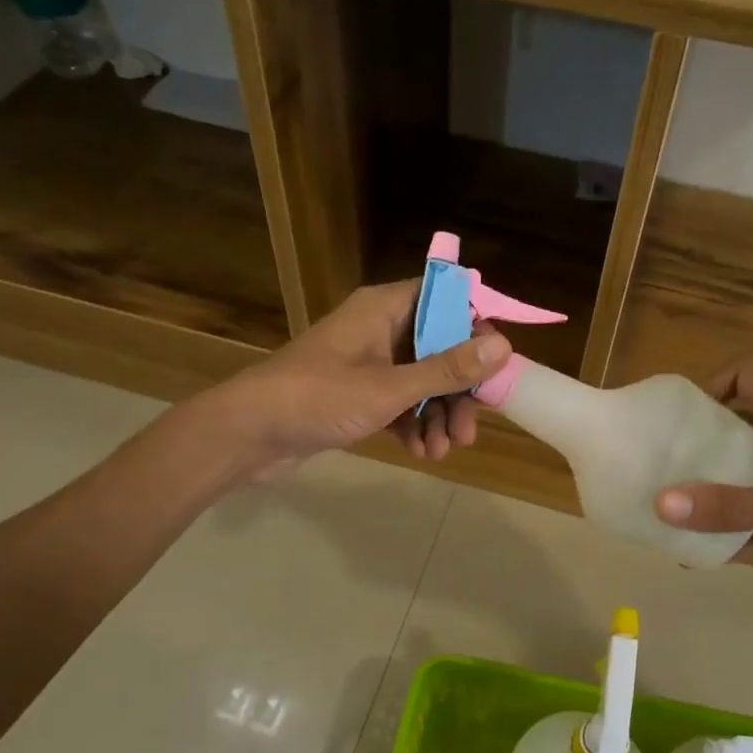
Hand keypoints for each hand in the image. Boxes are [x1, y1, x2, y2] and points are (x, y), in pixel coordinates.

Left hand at [197, 280, 510, 477]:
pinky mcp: (356, 394)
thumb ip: (447, 369)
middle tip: (469, 430)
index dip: (476, 328)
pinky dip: (413, 424)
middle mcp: (379, 328)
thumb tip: (503, 346)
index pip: (446, 299)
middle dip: (458, 391)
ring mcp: (367, 362)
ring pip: (421, 381)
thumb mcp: (390, 388)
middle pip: (439, 347)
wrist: (249, 434)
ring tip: (442, 451)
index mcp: (385, 309)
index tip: (497, 367)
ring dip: (438, 416)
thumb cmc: (319, 399)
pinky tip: (420, 453)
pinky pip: (399, 402)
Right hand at [653, 356, 752, 598]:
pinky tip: (713, 549)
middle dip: (706, 440)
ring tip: (681, 504)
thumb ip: (730, 507)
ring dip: (721, 484)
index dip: (716, 382)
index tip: (686, 418)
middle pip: (744, 421)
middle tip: (671, 462)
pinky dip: (742, 524)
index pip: (751, 372)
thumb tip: (661, 503)